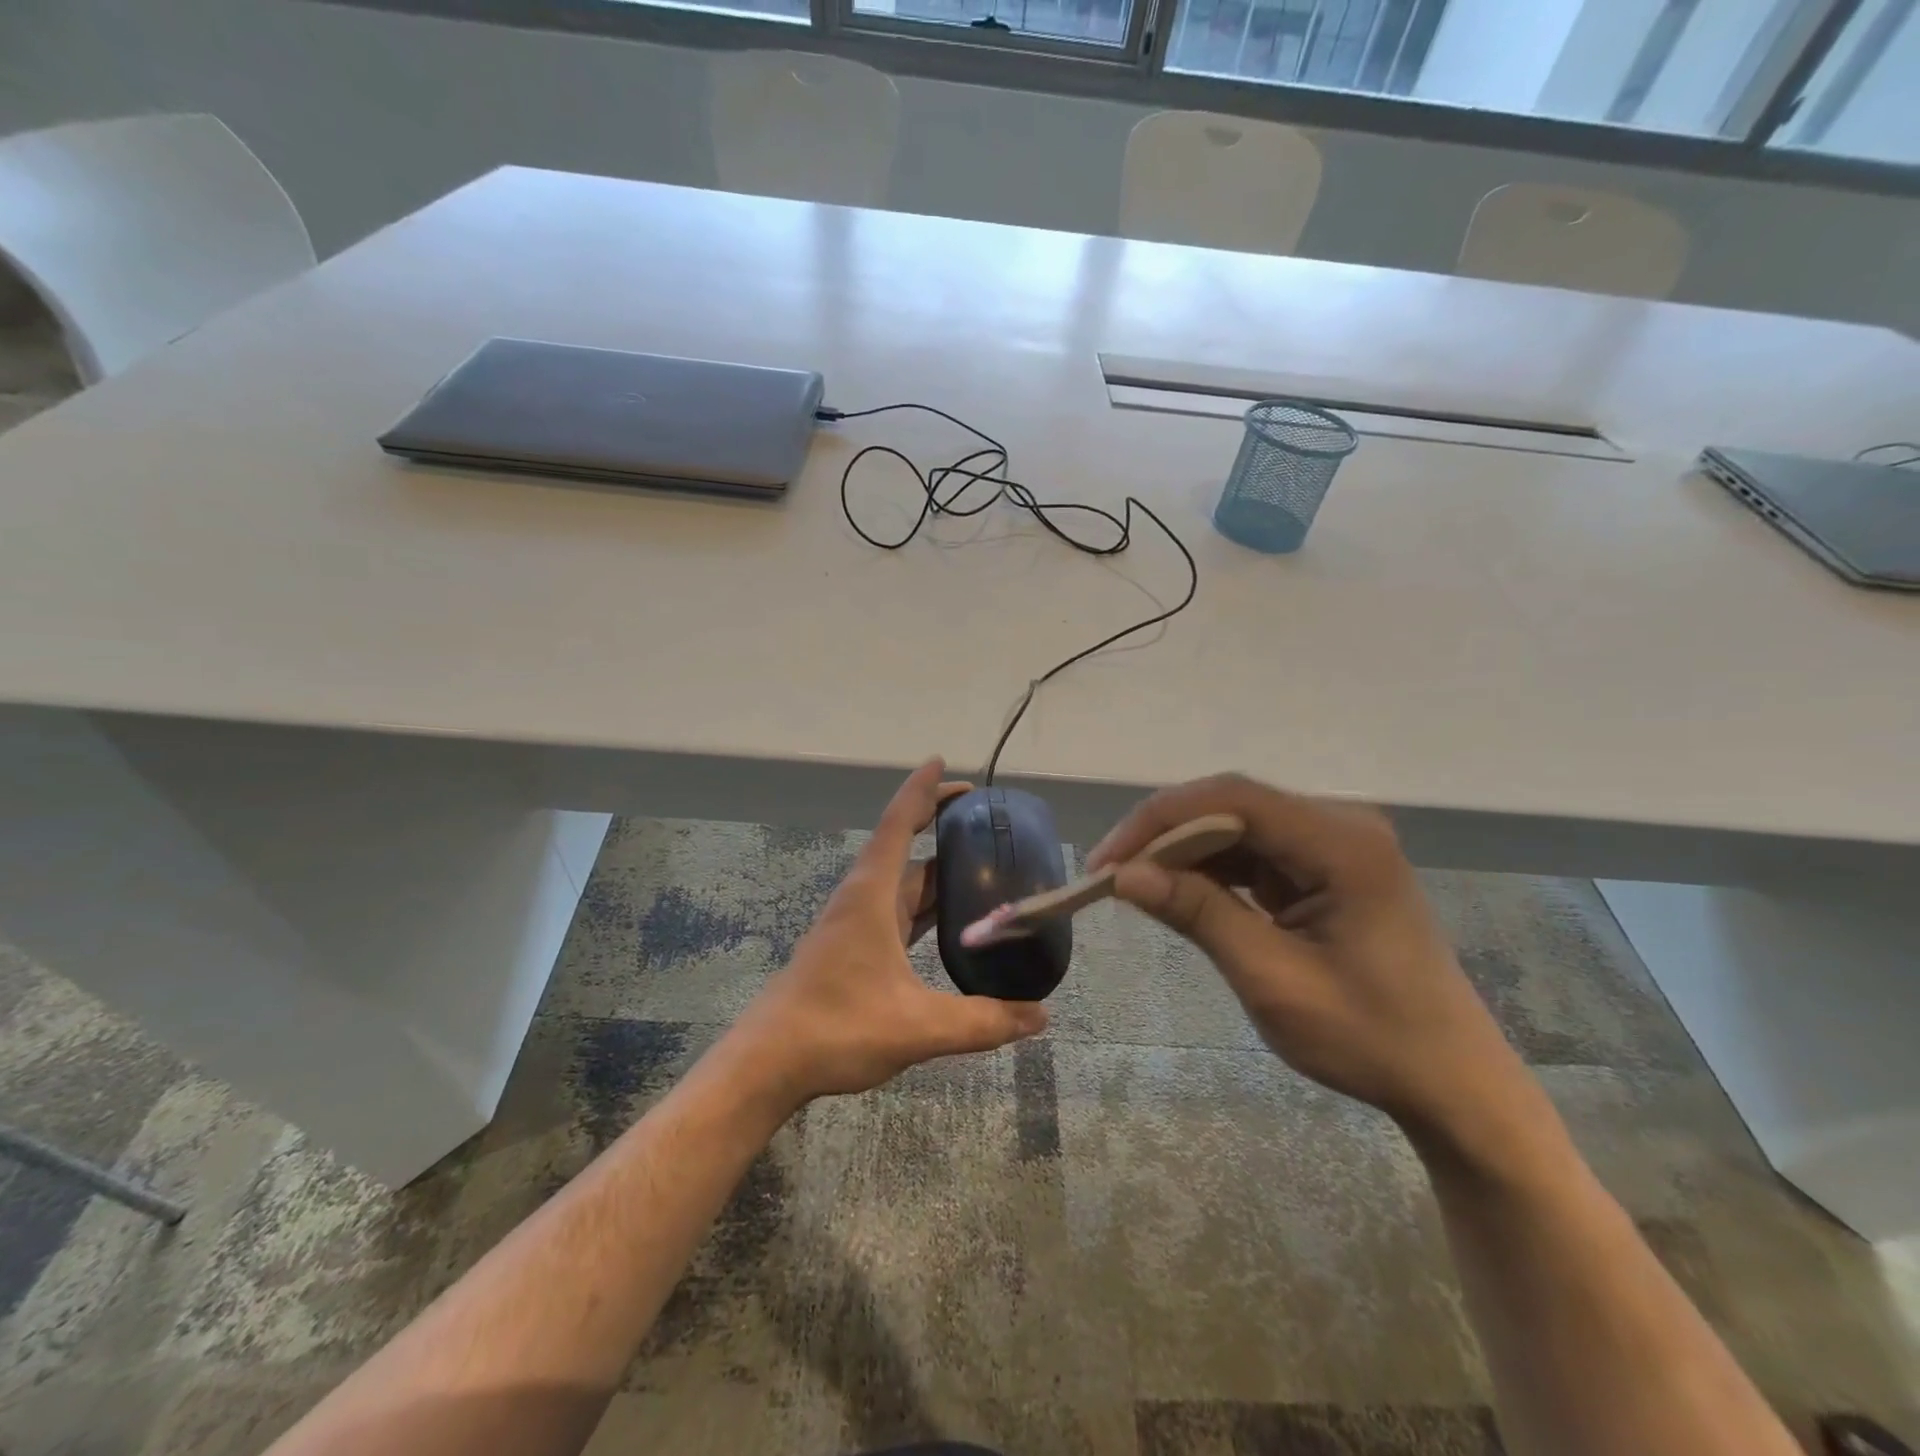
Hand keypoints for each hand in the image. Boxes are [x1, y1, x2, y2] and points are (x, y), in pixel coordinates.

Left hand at [727, 760, 1048, 1106]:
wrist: (769, 1063)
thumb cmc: (837, 1027)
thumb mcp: (918, 1026)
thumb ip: (982, 1020)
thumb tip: (1041, 1017)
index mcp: (872, 895)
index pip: (898, 824)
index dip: (921, 790)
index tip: (941, 762)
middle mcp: (863, 899)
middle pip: (906, 850)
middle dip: (940, 830)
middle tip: (986, 823)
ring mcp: (854, 925)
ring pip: (903, 885)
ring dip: (936, 872)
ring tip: (981, 867)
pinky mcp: (852, 950)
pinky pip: (897, 913)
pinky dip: (925, 907)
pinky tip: (950, 924)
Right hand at [1087, 775, 1524, 1135]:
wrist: (1451, 1082)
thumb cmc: (1370, 1039)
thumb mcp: (1273, 980)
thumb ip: (1199, 915)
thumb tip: (1124, 875)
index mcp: (1343, 843)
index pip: (1233, 798)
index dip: (1160, 820)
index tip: (1108, 861)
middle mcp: (1341, 825)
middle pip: (1232, 805)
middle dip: (1165, 837)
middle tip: (1111, 877)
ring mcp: (1335, 844)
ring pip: (1237, 825)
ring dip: (1183, 853)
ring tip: (1135, 886)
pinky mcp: (1325, 866)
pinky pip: (1253, 851)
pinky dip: (1210, 871)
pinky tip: (1180, 893)